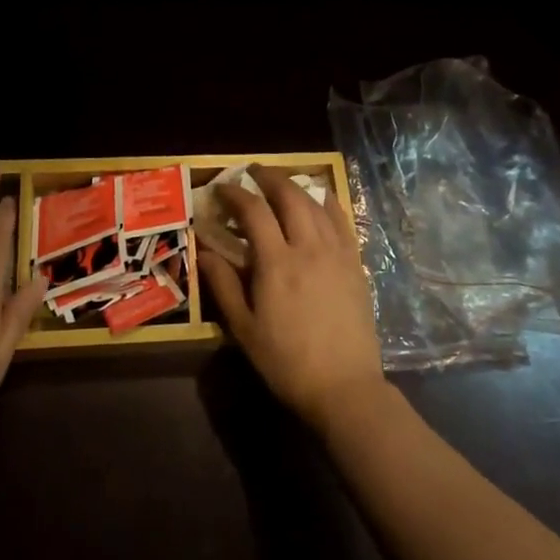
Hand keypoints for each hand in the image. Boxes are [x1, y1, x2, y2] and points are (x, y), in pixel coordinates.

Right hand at [198, 166, 385, 433]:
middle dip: (269, 178)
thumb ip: (224, 284)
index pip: (254, 212)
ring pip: (317, 205)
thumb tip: (203, 251)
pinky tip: (322, 199)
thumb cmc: (286, 362)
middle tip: (254, 172)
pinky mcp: (356, 264)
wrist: (344, 387)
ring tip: (282, 183)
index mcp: (277, 263)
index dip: (235, 194)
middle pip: (290, 197)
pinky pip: (343, 222)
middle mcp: (308, 248)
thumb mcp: (244, 328)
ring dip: (297, 187)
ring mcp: (337, 253)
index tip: (222, 188)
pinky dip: (329, 203)